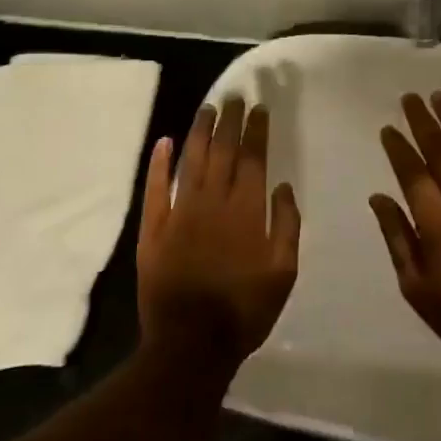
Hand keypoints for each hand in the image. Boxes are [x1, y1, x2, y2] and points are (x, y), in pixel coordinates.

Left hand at [137, 97, 299, 371]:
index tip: (259, 108)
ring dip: (200, 132)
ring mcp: (180, 212)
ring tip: (208, 108)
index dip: (257, 131)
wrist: (190, 343)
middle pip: (223, 151)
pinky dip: (160, 163)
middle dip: (230, 121)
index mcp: (247, 211)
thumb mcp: (283, 273)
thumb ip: (286, 226)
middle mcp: (214, 202)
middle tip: (235, 96)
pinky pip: (156, 188)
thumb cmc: (244, 310)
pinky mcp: (154, 229)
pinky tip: (164, 141)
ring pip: (191, 161)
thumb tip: (281, 186)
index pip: (253, 159)